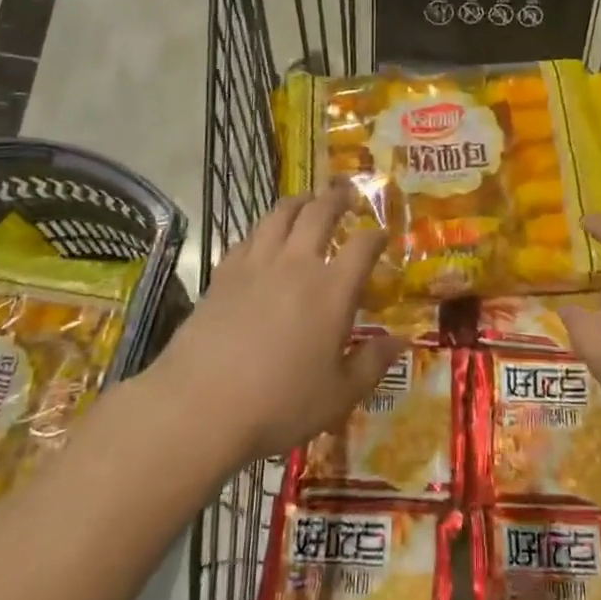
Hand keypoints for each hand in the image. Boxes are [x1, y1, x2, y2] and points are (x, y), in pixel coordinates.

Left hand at [153, 186, 400, 468]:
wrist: (199, 407)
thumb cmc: (279, 406)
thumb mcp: (338, 396)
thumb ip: (372, 364)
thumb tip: (401, 340)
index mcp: (332, 290)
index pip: (362, 246)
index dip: (376, 236)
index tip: (381, 235)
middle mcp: (297, 265)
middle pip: (319, 213)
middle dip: (337, 198)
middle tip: (346, 192)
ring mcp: (256, 265)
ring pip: (280, 215)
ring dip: (298, 202)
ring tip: (306, 200)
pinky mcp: (224, 274)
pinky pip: (248, 237)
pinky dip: (263, 228)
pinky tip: (263, 235)